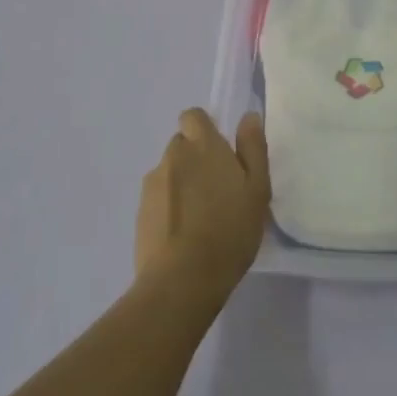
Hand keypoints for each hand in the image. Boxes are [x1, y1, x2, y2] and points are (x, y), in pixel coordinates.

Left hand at [135, 109, 270, 305]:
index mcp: (203, 145)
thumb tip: (248, 116)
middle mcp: (173, 156)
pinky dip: (169, 207)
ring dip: (181, 184)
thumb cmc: (230, 229)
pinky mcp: (139, 212)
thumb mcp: (257, 188)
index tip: (220, 152)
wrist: (182, 279)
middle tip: (217, 189)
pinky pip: (158, 198)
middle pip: (181, 145)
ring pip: (169, 172)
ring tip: (200, 216)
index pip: (193, 116)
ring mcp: (152, 184)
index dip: (204, 129)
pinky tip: (183, 233)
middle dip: (195, 159)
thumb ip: (253, 148)